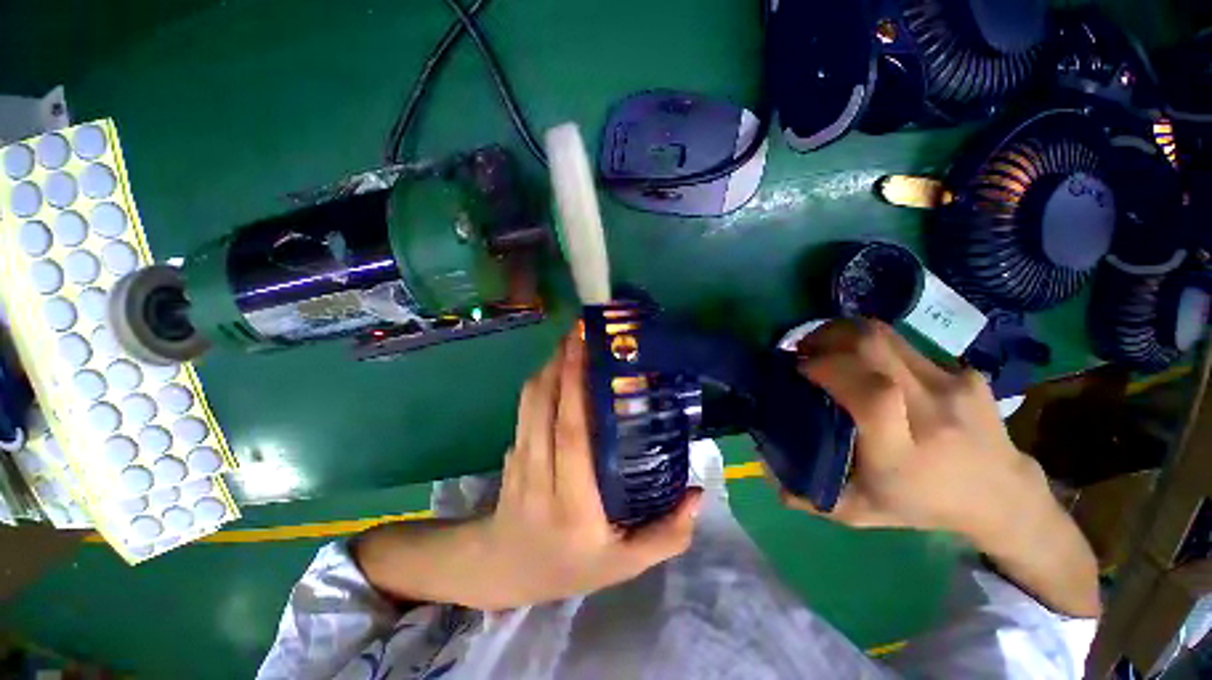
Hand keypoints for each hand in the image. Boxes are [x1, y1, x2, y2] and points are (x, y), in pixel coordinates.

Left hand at [468, 331, 701, 608]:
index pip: (571, 435)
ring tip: (572, 341)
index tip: (585, 350)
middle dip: (562, 362)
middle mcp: (539, 475)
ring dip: (550, 366)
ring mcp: (519, 460)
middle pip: (545, 407)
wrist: (504, 569)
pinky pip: (525, 408)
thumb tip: (698, 494)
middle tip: (581, 331)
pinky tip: (559, 367)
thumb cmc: (569, 566)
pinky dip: (541, 382)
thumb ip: (666, 535)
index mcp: (571, 504)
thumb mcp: (624, 564)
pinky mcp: (511, 451)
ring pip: (531, 403)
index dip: (575, 387)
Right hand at [782, 319, 1099, 616]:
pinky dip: (875, 348)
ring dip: (845, 334)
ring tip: (827, 347)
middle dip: (826, 336)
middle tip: (804, 348)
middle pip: (873, 346)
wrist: (1004, 496)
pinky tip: (870, 365)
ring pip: (886, 336)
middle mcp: (933, 412)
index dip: (826, 367)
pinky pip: (905, 346)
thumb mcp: (858, 511)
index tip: (797, 367)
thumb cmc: (923, 506)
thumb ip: (805, 493)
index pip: (870, 392)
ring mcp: (955, 385)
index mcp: (903, 452)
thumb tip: (763, 463)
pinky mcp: (966, 371)